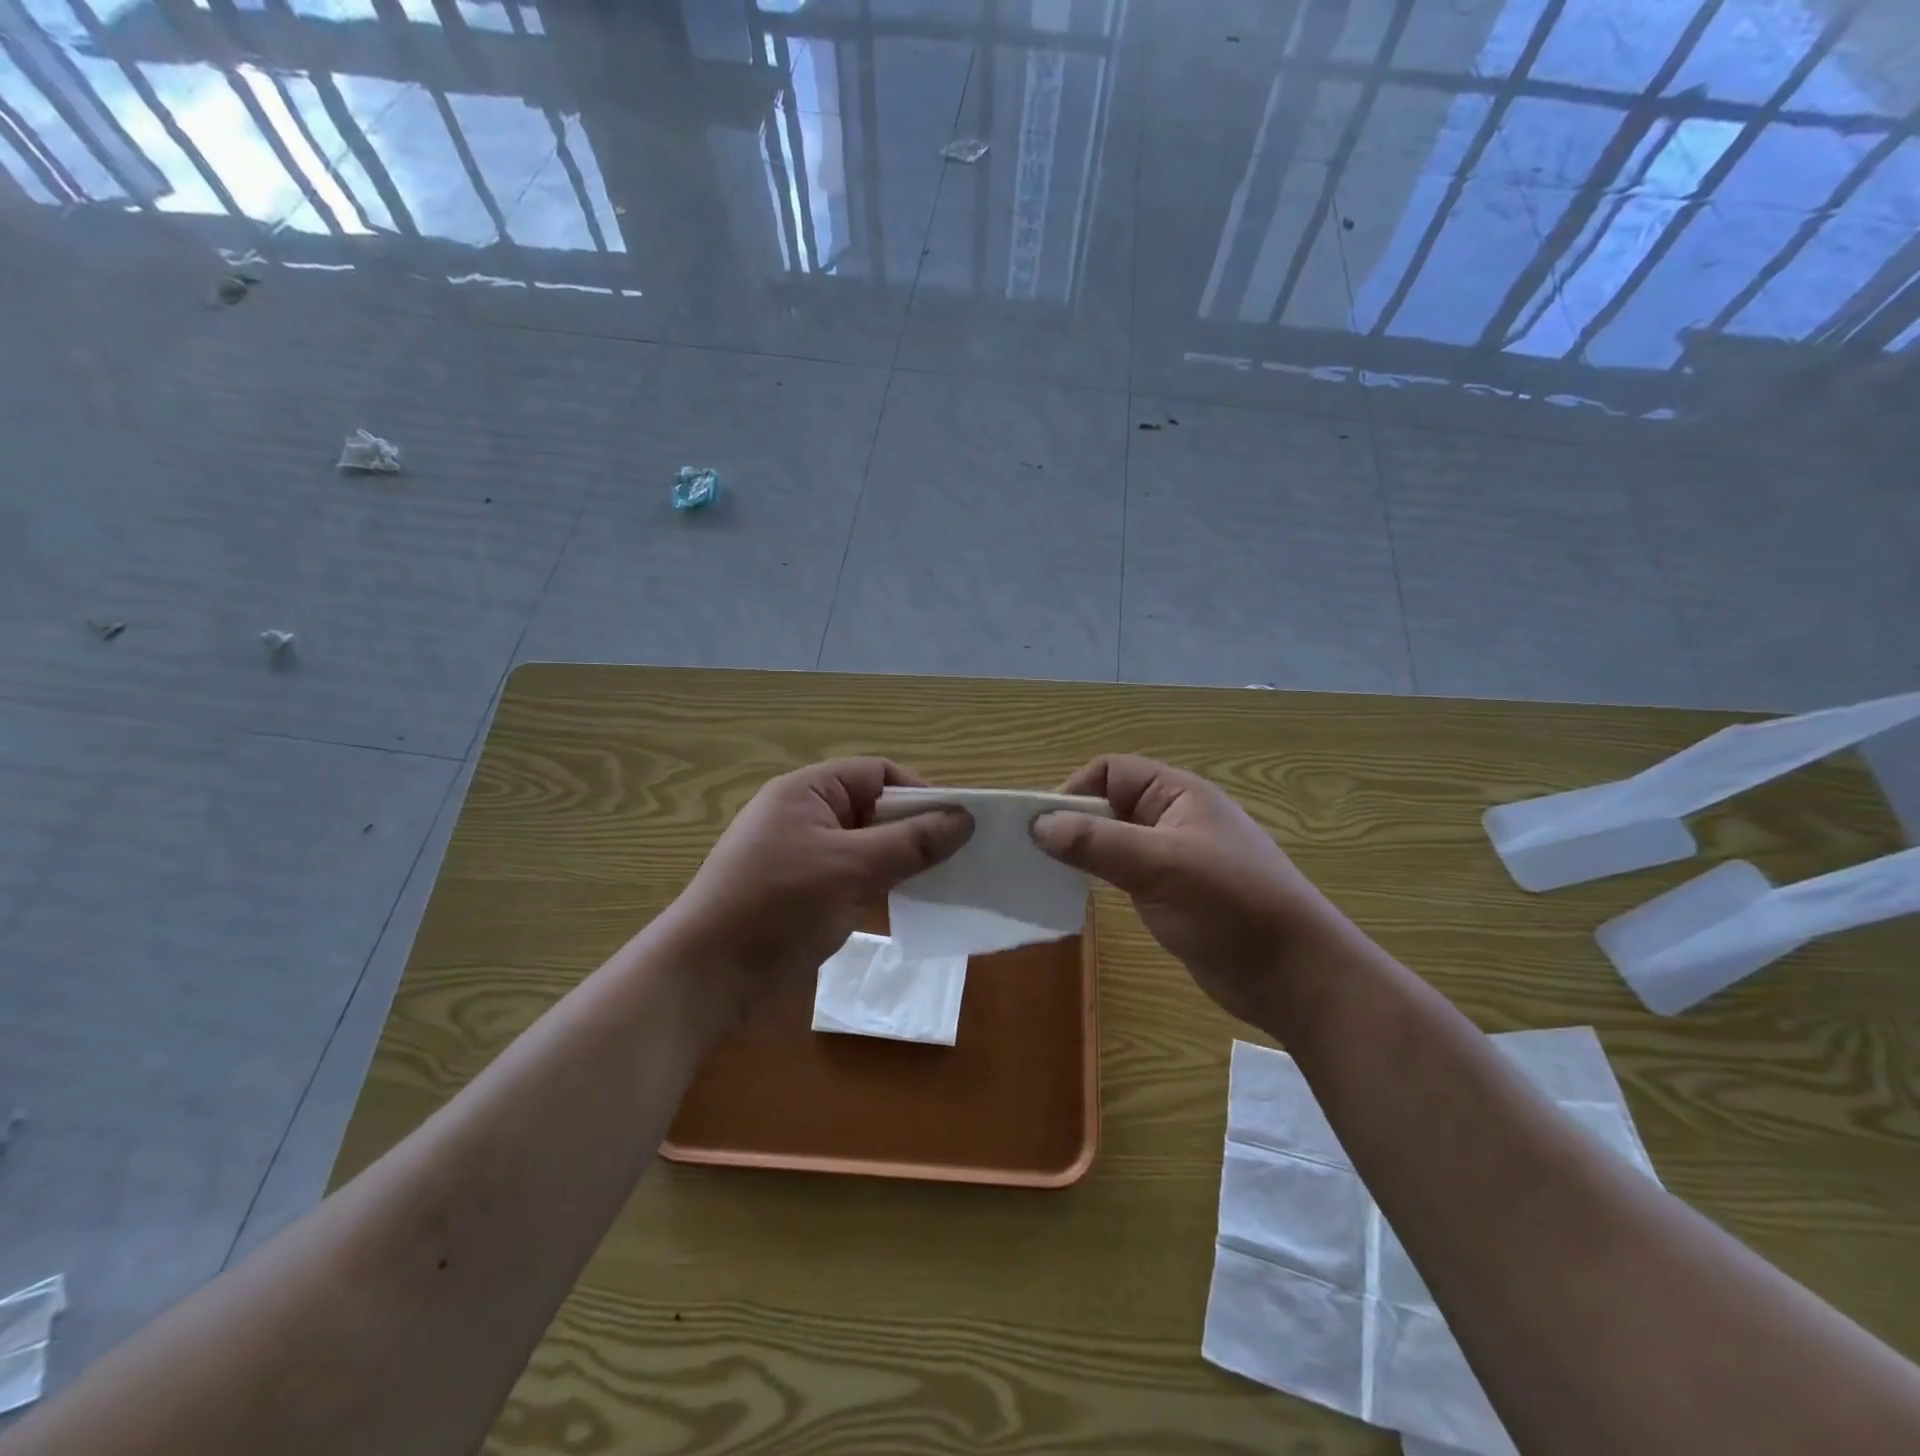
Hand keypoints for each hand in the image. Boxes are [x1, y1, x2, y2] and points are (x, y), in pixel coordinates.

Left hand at [667, 759, 972, 1016]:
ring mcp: (799, 855)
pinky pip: (850, 875)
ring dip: (898, 860)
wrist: (706, 977)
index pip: (877, 773)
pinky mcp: (799, 892)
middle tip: (956, 858)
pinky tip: (904, 905)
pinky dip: (878, 884)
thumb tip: (965, 819)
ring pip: (864, 845)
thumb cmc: (779, 906)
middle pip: (872, 808)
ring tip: (939, 883)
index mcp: (807, 791)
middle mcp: (803, 815)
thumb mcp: (852, 868)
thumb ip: (911, 842)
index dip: (919, 793)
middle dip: (913, 829)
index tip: (957, 825)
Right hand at [1030, 755, 1343, 1029]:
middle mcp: (1174, 817)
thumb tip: (1037, 824)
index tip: (1041, 828)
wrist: (1294, 975)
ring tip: (1048, 876)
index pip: (1110, 772)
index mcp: (1178, 794)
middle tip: (1034, 855)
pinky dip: (1099, 878)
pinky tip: (1079, 897)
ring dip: (1083, 853)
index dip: (1073, 791)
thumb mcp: (1159, 866)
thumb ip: (1096, 842)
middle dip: (1072, 823)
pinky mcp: (1173, 893)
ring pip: (1114, 840)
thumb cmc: (1230, 907)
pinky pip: (1125, 873)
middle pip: (1109, 804)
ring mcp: (1174, 857)